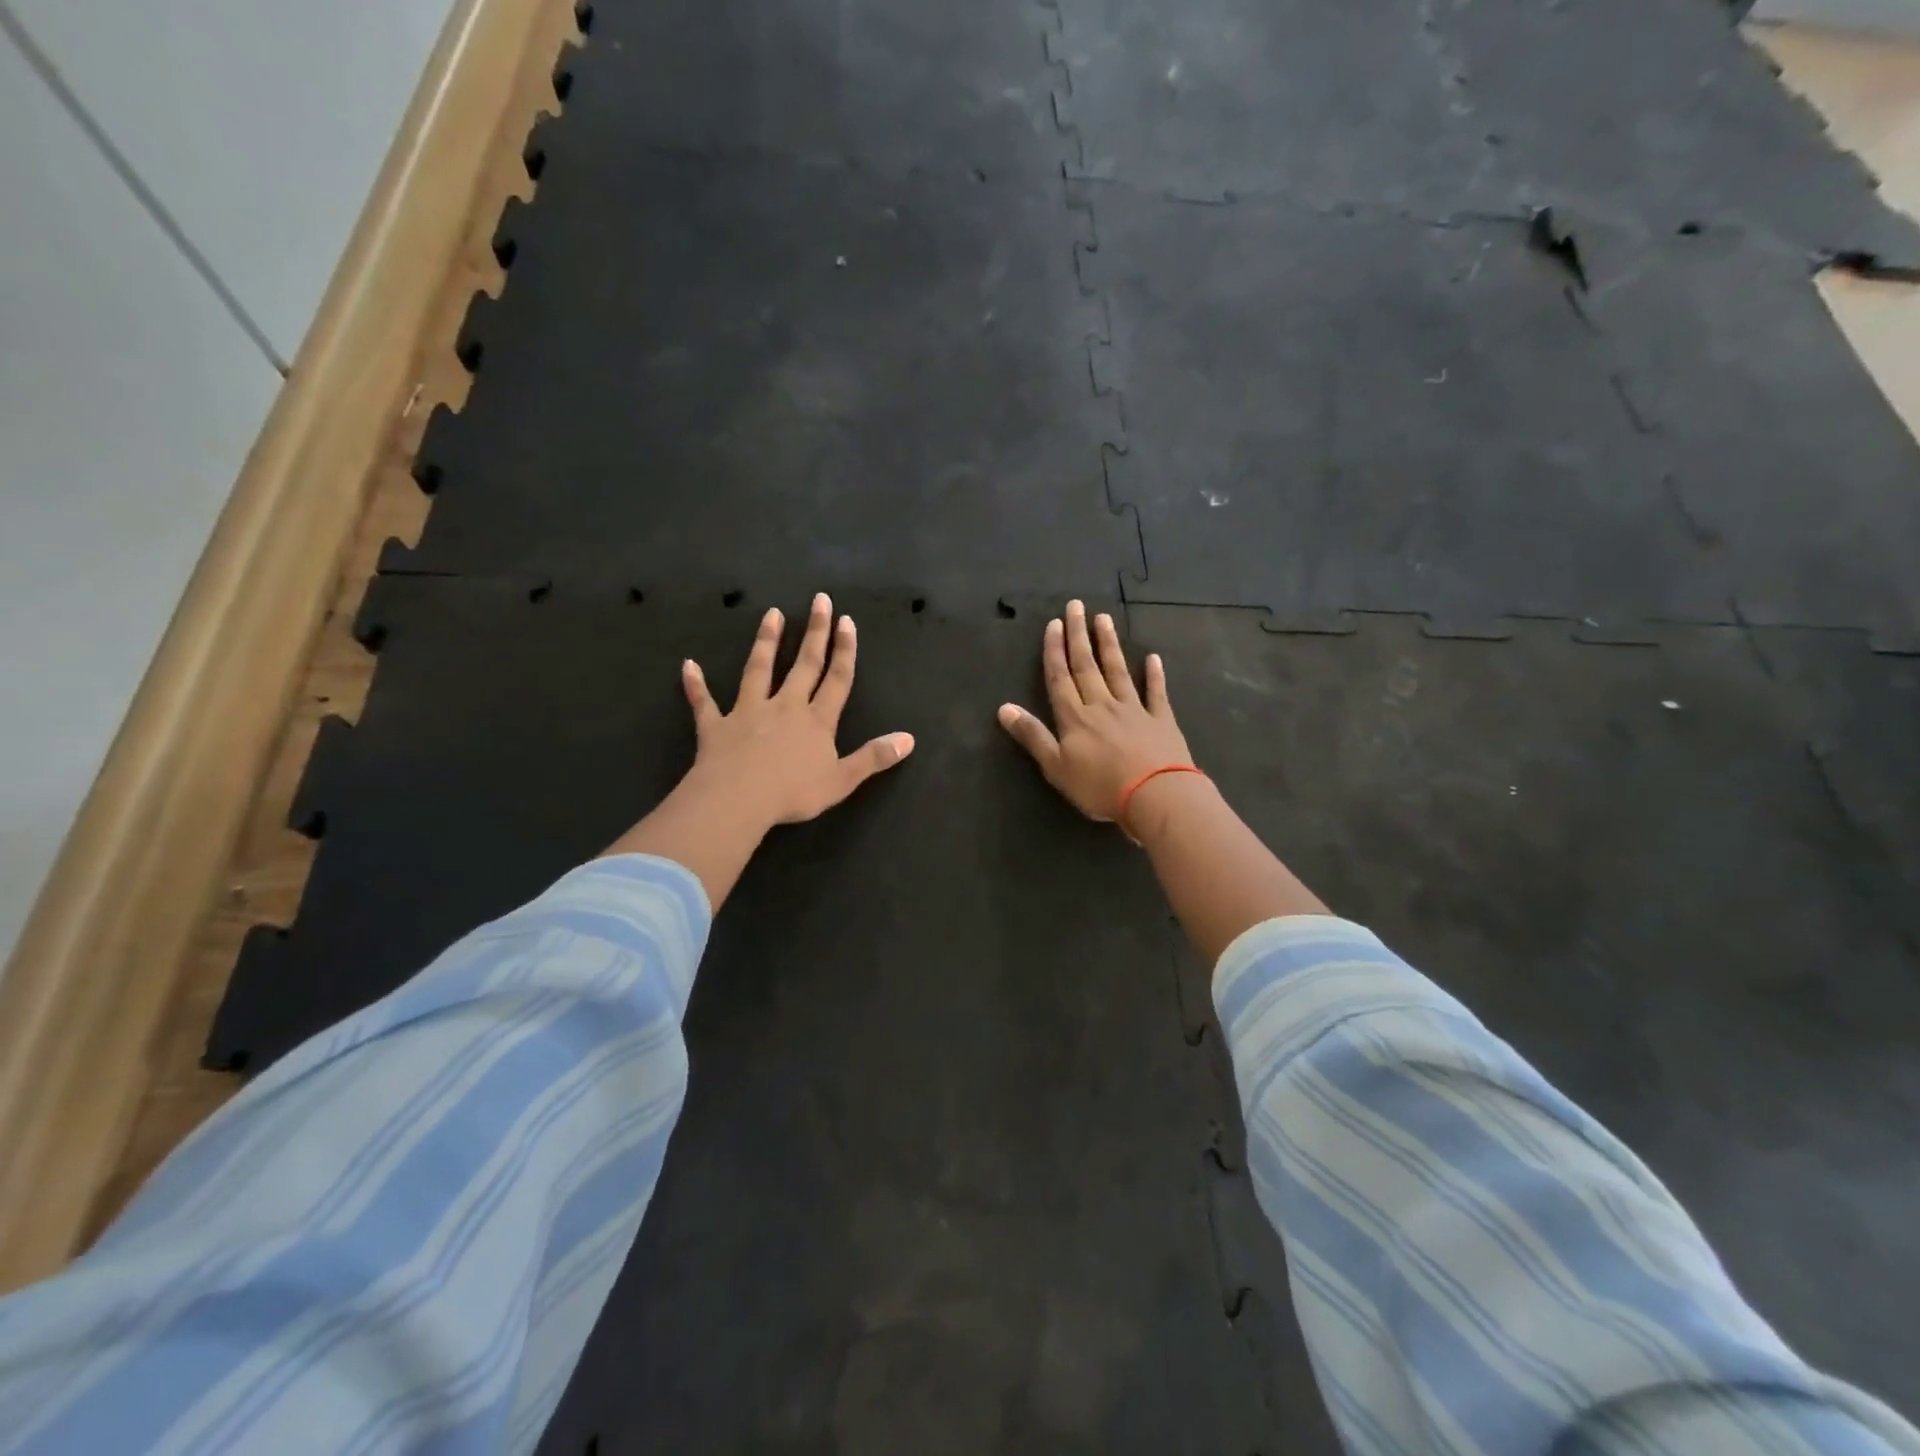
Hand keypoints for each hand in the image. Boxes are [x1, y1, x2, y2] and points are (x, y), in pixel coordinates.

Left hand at [681, 593, 914, 832]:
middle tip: (819, 600)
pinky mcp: (716, 726)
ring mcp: (748, 713)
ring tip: (771, 614)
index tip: (846, 621)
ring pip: (759, 671)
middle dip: (814, 632)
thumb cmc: (793, 793)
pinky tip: (688, 666)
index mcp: (817, 721)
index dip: (844, 651)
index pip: (837, 680)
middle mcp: (785, 707)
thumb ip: (874, 757)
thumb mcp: (842, 780)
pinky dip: (696, 685)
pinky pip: (704, 702)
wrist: (738, 801)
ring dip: (766, 642)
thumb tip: (909, 738)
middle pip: (804, 665)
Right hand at [997, 600, 1192, 826]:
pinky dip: (1154, 675)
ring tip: (1104, 619)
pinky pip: (1156, 693)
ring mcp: (1134, 710)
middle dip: (1079, 636)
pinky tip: (1153, 658)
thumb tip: (1003, 708)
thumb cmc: (1100, 787)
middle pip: (1087, 666)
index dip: (1055, 651)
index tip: (1054, 623)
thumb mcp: (1056, 767)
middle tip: (1077, 606)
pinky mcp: (1161, 720)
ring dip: (1109, 645)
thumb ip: (1032, 735)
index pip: (1060, 678)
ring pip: (1118, 671)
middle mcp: (1102, 705)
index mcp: (1075, 718)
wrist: (1155, 795)